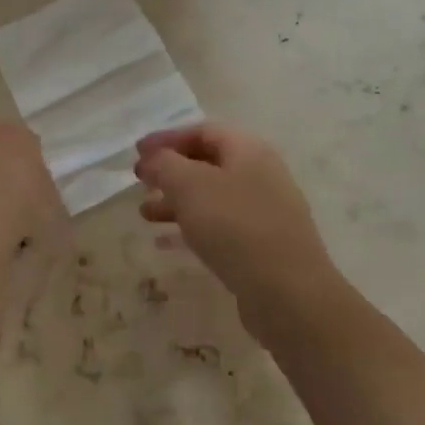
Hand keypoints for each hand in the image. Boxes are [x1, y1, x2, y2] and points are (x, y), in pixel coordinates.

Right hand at [135, 122, 344, 346]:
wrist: (288, 293)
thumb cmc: (235, 227)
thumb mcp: (190, 186)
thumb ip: (165, 165)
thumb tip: (153, 158)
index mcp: (248, 149)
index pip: (202, 131)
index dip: (166, 138)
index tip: (137, 152)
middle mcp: (261, 173)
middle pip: (208, 162)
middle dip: (170, 170)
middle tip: (140, 182)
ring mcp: (265, 210)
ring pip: (212, 196)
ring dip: (176, 201)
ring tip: (144, 214)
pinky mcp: (263, 244)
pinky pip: (221, 225)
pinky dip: (192, 226)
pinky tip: (166, 242)